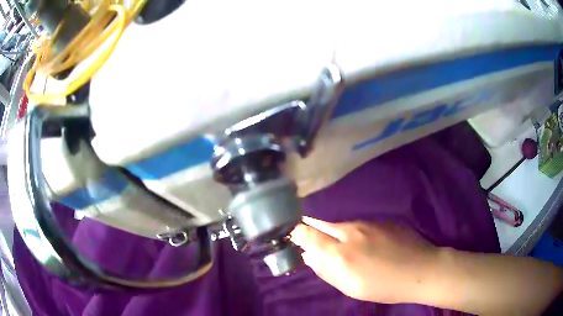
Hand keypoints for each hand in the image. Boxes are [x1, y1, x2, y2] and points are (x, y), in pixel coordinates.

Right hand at [290, 217, 437, 303]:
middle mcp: (350, 232)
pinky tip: (367, 245)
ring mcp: (368, 223)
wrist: (420, 270)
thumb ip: (326, 271)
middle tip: (315, 240)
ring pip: (342, 225)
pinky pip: (360, 225)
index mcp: (340, 253)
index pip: (308, 234)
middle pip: (323, 225)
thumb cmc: (383, 286)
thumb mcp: (350, 288)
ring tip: (347, 249)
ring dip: (337, 234)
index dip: (298, 232)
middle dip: (314, 231)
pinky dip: (356, 233)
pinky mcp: (381, 220)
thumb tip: (308, 256)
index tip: (294, 235)